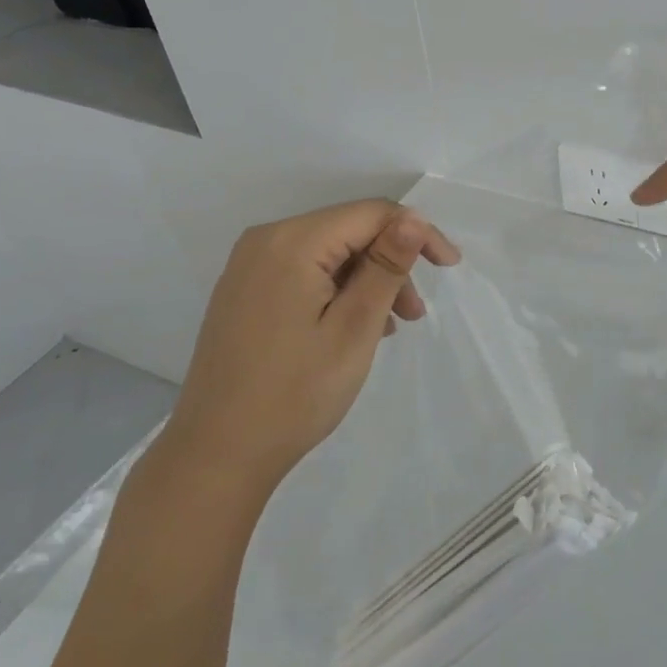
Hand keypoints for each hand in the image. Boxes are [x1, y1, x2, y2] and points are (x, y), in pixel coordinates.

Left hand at [167, 200, 459, 493]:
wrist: (217, 454)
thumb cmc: (295, 393)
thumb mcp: (354, 328)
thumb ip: (385, 266)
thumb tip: (412, 218)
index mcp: (292, 242)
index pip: (371, 213)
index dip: (416, 232)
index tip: (448, 267)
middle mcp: (265, 240)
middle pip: (348, 230)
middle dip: (390, 262)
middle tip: (415, 314)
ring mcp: (249, 267)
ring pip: (329, 253)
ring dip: (367, 280)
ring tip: (389, 328)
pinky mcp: (244, 292)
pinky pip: (304, 272)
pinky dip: (337, 291)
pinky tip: (353, 328)